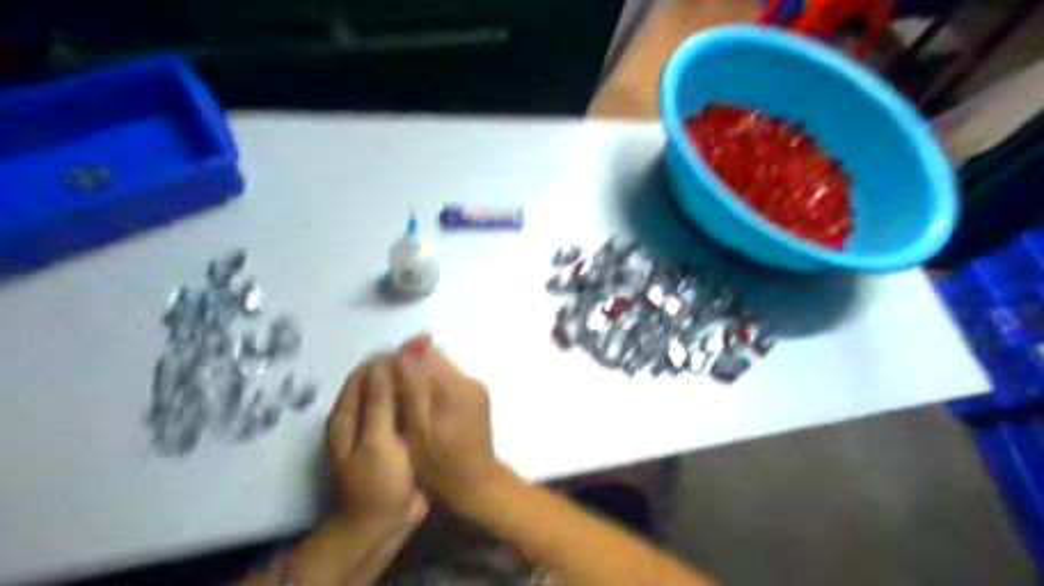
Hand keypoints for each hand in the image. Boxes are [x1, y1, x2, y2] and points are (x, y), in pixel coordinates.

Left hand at [325, 354, 425, 528]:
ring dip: (410, 381)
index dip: (387, 358)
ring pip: (394, 395)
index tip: (413, 347)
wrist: (387, 522)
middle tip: (428, 352)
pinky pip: (406, 410)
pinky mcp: (397, 436)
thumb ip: (380, 401)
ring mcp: (379, 427)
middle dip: (401, 367)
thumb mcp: (376, 440)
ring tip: (435, 366)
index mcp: (347, 415)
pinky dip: (417, 398)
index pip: (364, 374)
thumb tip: (384, 361)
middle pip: (379, 382)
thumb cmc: (377, 481)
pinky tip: (435, 390)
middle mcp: (360, 416)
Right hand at [393, 335, 503, 513]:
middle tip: (393, 391)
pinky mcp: (478, 395)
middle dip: (412, 368)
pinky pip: (450, 379)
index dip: (401, 360)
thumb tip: (401, 354)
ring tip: (408, 400)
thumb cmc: (439, 464)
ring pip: (441, 367)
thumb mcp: (417, 430)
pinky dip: (435, 387)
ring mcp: (476, 387)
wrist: (475, 482)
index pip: (424, 354)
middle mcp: (469, 380)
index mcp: (454, 387)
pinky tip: (426, 407)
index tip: (384, 376)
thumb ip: (411, 389)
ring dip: (423, 377)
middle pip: (434, 358)